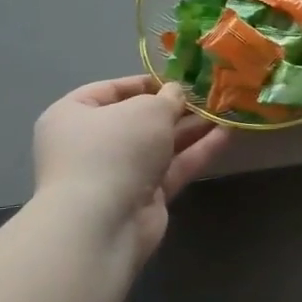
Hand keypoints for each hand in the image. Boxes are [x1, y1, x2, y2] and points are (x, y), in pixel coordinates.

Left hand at [32, 75, 229, 253]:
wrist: (103, 222)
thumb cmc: (115, 150)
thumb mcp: (147, 110)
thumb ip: (168, 98)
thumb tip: (177, 93)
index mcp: (74, 115)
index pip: (110, 90)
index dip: (147, 82)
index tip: (181, 79)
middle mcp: (92, 143)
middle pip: (140, 119)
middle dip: (177, 108)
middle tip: (211, 96)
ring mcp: (119, 172)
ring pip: (161, 144)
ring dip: (193, 128)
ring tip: (227, 111)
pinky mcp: (143, 195)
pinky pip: (173, 167)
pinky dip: (197, 151)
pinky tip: (228, 135)